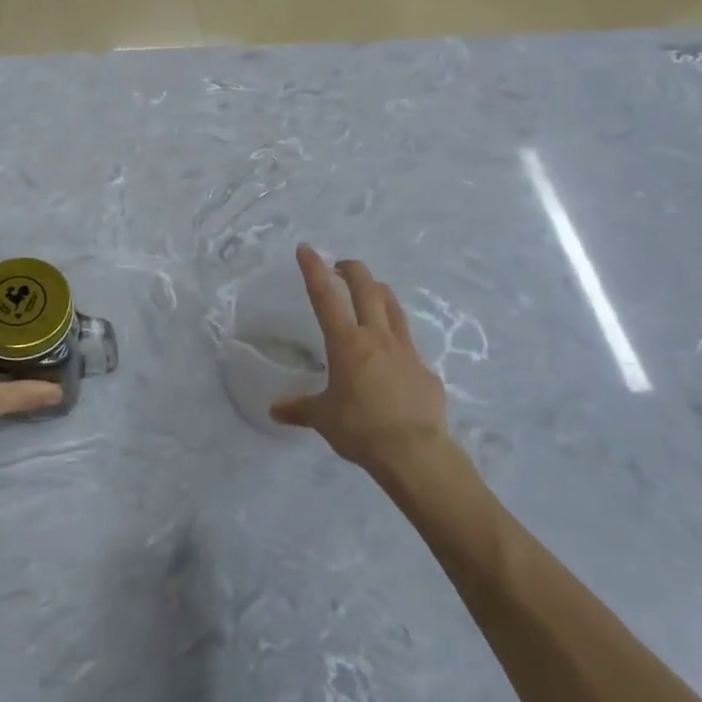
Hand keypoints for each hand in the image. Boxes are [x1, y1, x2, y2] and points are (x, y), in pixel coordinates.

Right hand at [272, 245, 458, 472]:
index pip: (325, 297)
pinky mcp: (426, 371)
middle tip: (341, 265)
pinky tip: (392, 358)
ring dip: (379, 292)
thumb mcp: (323, 419)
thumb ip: (300, 409)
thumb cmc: (360, 429)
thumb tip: (275, 411)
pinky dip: (396, 341)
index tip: (307, 248)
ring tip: (371, 291)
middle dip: (352, 270)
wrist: (415, 453)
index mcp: (347, 343)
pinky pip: (409, 347)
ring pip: (394, 307)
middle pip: (366, 289)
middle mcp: (377, 337)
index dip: (314, 269)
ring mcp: (406, 351)